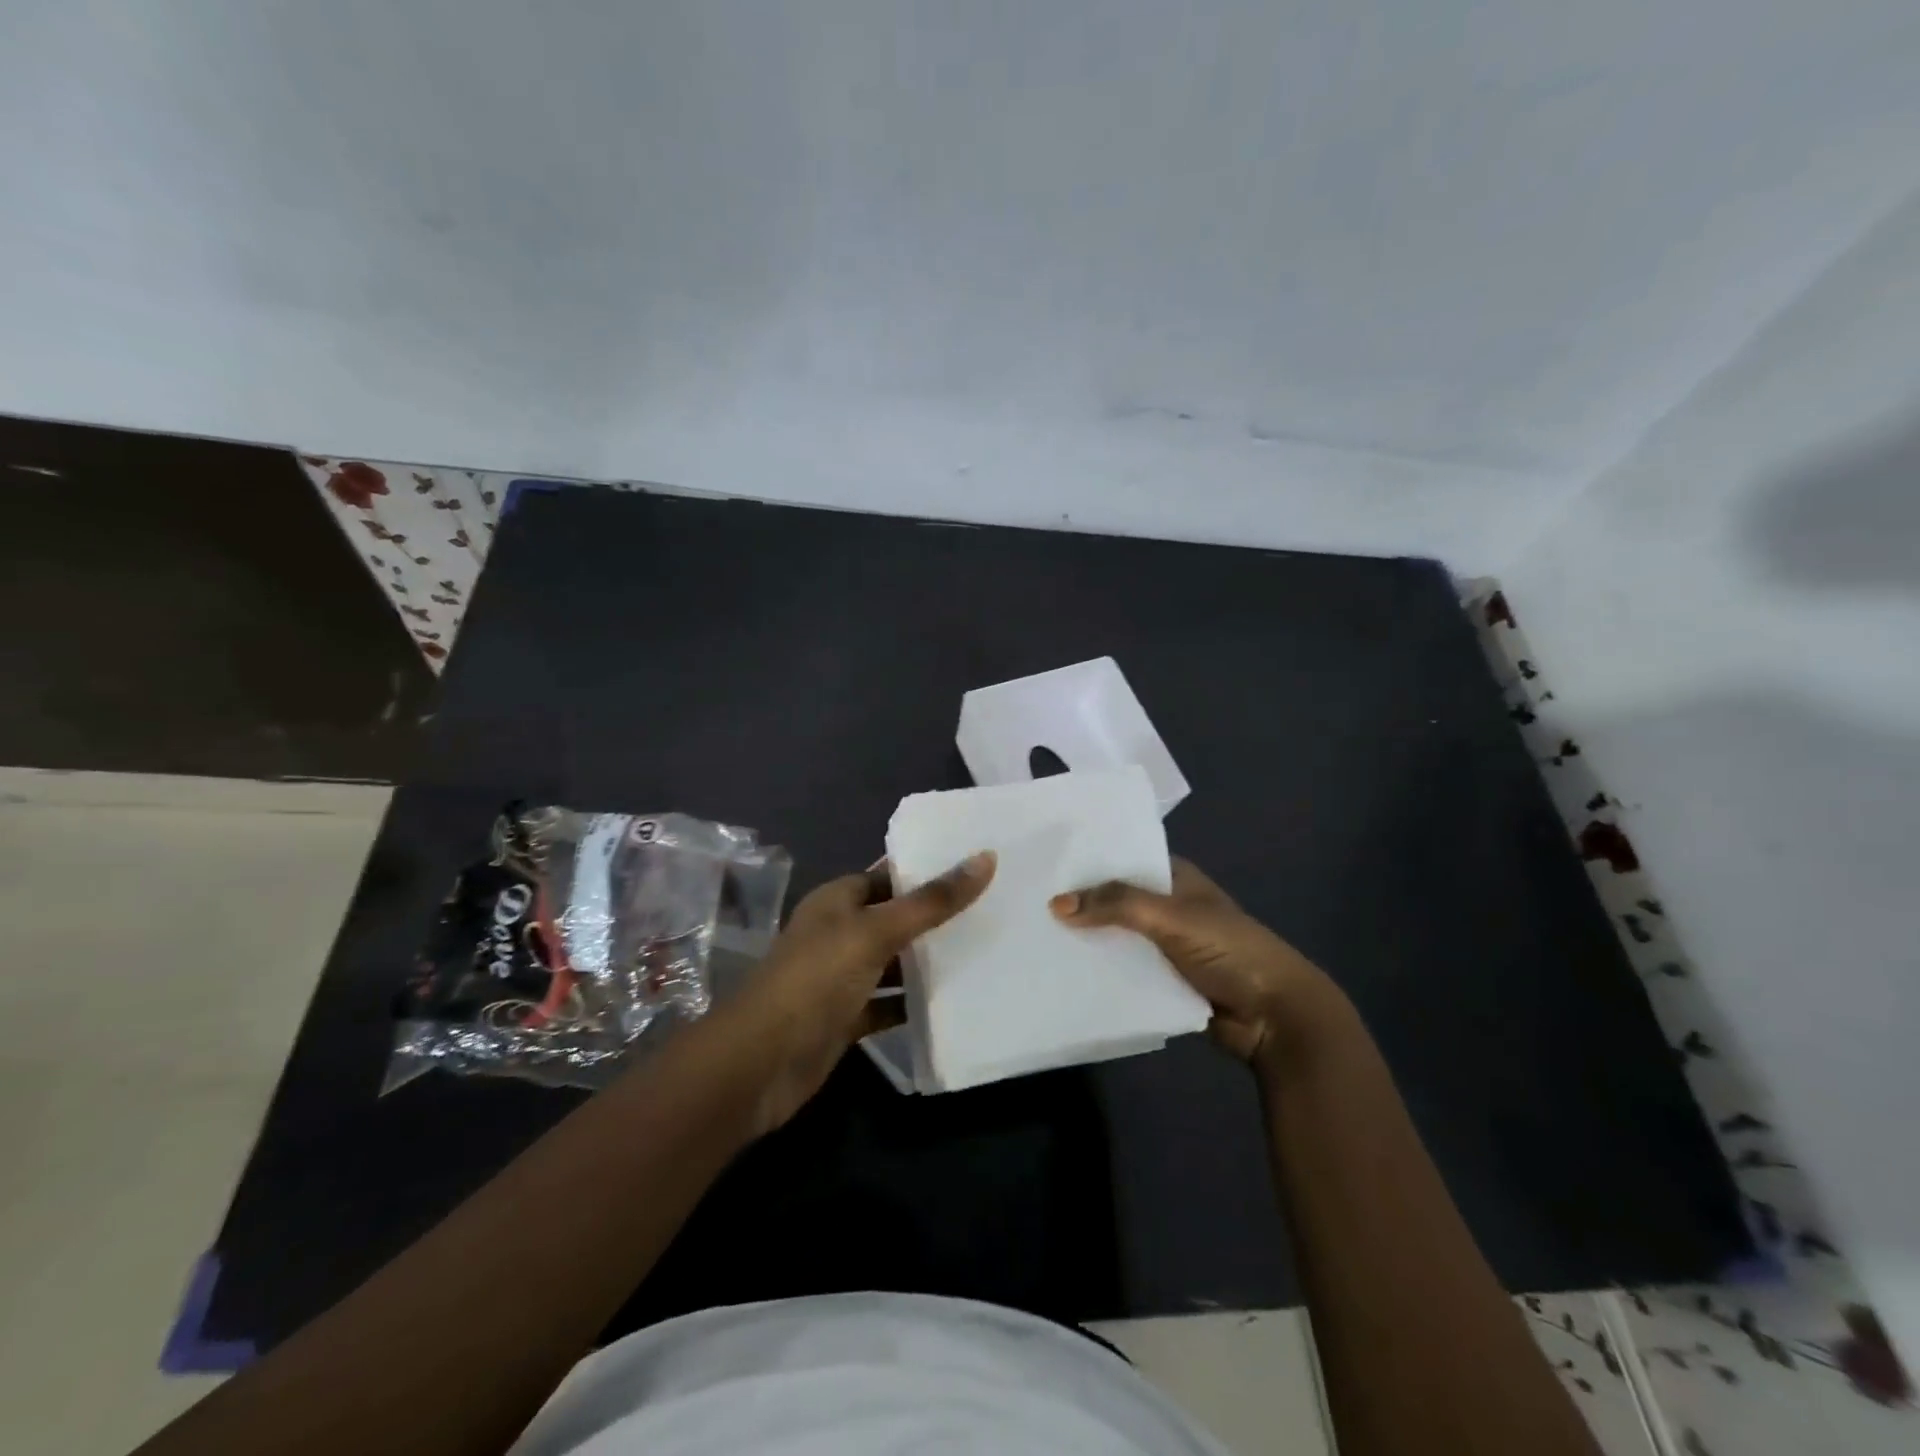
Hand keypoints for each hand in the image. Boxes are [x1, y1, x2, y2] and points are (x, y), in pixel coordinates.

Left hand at [735, 851, 995, 1131]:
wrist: (761, 1063)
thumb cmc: (816, 979)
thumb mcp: (877, 932)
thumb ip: (932, 901)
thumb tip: (985, 858)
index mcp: (837, 900)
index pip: (888, 874)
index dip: (927, 869)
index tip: (977, 865)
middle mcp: (838, 933)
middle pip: (894, 918)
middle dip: (936, 916)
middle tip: (994, 906)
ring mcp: (841, 978)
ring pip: (893, 962)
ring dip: (928, 960)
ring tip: (986, 948)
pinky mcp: (847, 1018)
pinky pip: (888, 1004)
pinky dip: (914, 1003)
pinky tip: (955, 1001)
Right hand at [1050, 858, 1347, 1071]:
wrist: (1275, 1017)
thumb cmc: (1229, 950)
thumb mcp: (1171, 916)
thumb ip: (1116, 904)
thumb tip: (1056, 903)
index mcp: (1174, 878)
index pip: (1122, 860)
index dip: (1086, 862)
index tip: (1041, 864)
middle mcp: (1166, 907)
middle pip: (1114, 900)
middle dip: (1080, 904)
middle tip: (1026, 902)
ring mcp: (1164, 945)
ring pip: (1116, 937)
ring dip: (1086, 940)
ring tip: (1033, 937)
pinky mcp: (1161, 980)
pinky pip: (1122, 970)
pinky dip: (1099, 970)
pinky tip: (1062, 971)